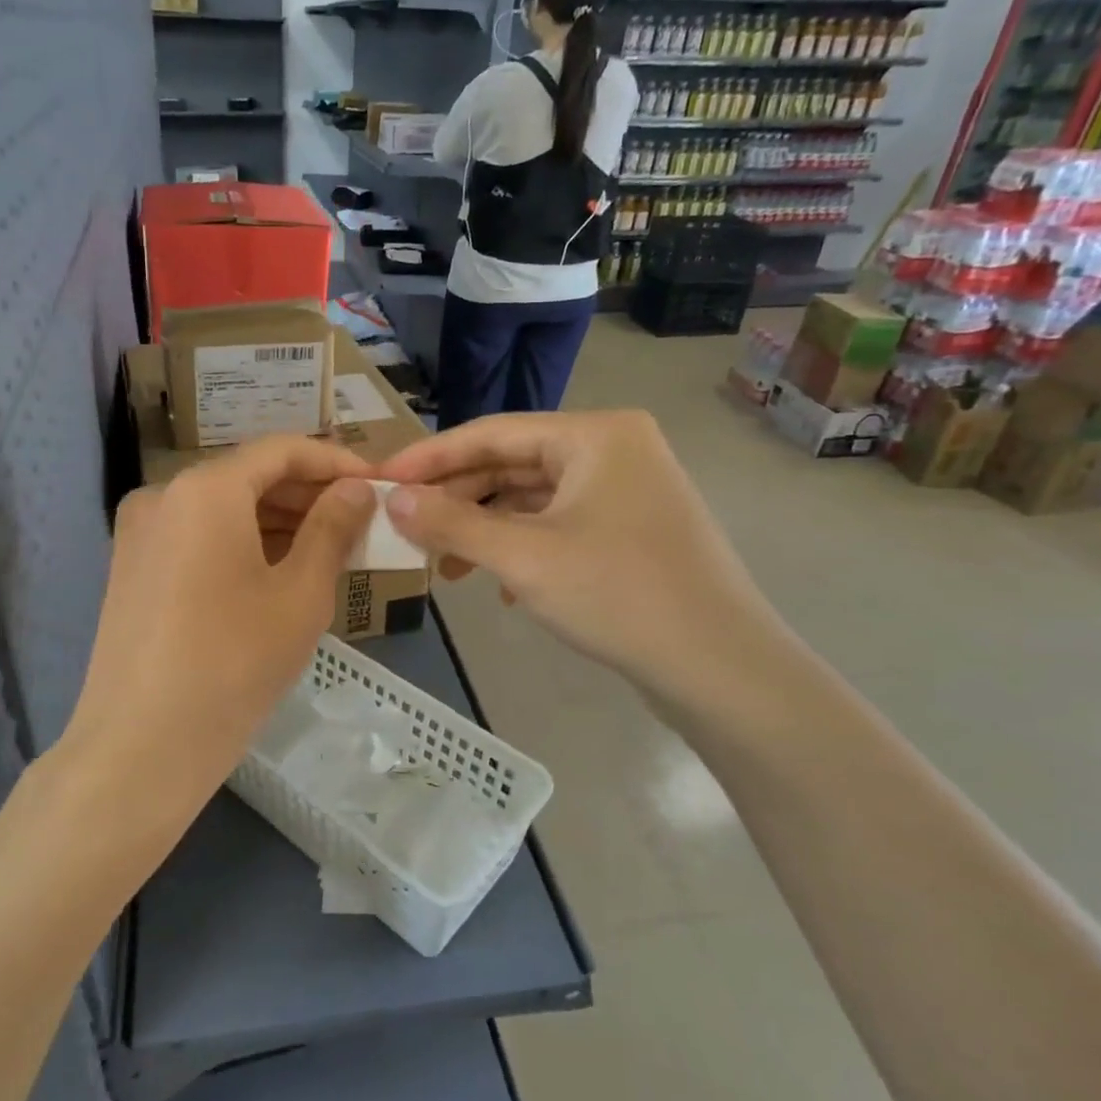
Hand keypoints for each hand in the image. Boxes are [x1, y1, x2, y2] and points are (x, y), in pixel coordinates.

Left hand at [61, 437, 375, 822]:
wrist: (141, 746)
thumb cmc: (233, 664)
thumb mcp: (300, 594)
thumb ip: (333, 528)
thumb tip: (356, 489)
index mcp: (204, 488)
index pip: (282, 450)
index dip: (336, 462)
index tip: (378, 484)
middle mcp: (163, 494)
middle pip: (248, 476)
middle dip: (308, 494)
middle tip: (360, 522)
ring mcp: (139, 532)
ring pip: (222, 508)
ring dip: (277, 521)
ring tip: (329, 548)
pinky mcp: (131, 567)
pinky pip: (197, 537)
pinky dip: (242, 543)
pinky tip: (278, 571)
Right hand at [375, 411, 781, 705]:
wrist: (719, 668)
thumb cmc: (617, 595)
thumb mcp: (522, 557)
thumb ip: (452, 523)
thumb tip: (392, 499)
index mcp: (594, 435)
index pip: (491, 432)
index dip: (430, 457)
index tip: (381, 480)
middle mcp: (613, 449)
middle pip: (512, 464)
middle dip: (457, 499)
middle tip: (406, 529)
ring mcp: (626, 490)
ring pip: (533, 499)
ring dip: (485, 529)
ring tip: (444, 566)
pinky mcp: (630, 529)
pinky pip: (558, 524)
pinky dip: (520, 547)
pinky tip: (499, 586)